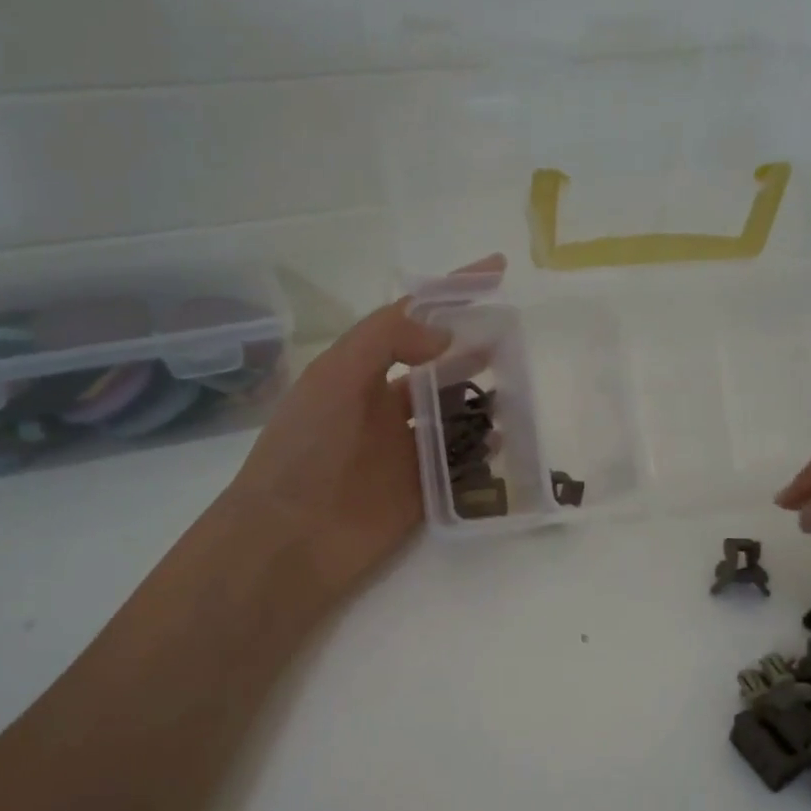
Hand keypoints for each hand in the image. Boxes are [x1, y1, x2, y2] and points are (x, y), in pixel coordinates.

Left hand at [219, 259, 502, 605]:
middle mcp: (385, 408)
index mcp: (360, 374)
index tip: (496, 271)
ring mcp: (405, 452)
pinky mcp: (423, 493)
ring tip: (522, 388)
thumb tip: (447, 337)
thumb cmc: (305, 449)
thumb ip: (386, 341)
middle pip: (441, 369)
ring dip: (486, 400)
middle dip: (476, 349)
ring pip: (455, 416)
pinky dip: (485, 452)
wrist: (288, 538)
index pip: (411, 322)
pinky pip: (461, 465)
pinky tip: (509, 440)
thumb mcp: (334, 377)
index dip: (451, 295)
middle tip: (516, 338)